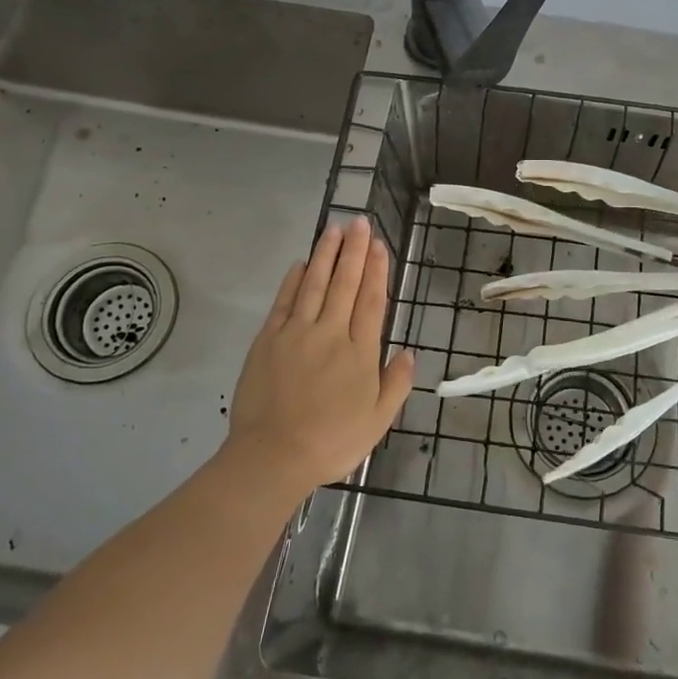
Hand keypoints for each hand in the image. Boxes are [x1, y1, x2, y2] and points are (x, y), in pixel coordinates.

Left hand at [222, 216, 414, 500]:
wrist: (273, 456)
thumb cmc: (332, 442)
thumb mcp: (378, 421)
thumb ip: (396, 384)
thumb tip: (409, 352)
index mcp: (360, 352)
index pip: (372, 300)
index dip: (377, 270)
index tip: (380, 244)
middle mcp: (330, 333)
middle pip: (345, 283)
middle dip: (354, 250)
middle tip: (360, 222)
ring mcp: (296, 333)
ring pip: (315, 284)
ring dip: (326, 254)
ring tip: (334, 229)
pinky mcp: (268, 340)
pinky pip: (284, 301)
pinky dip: (293, 280)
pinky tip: (301, 263)